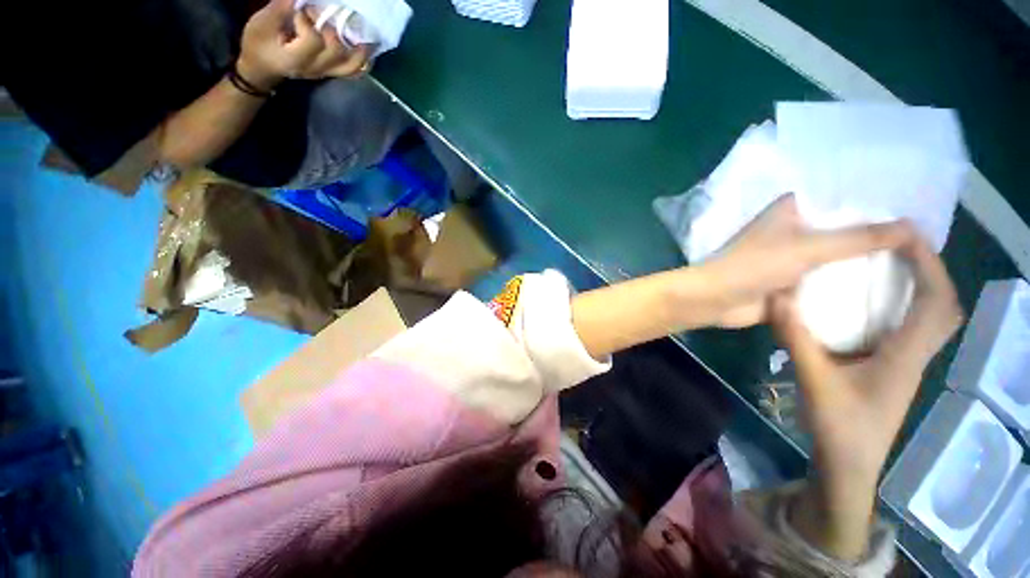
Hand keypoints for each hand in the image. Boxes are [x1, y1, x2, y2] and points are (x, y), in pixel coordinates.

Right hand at [237, 0, 372, 90]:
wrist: (263, 70)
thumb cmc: (259, 45)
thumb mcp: (261, 25)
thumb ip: (279, 10)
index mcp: (296, 58)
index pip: (314, 40)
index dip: (308, 22)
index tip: (299, 13)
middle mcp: (316, 68)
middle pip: (336, 51)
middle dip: (331, 29)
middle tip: (322, 15)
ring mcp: (327, 72)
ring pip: (351, 65)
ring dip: (360, 50)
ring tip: (367, 35)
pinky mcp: (331, 72)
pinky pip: (353, 72)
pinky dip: (363, 62)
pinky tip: (367, 49)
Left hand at [701, 195, 915, 327]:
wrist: (717, 300)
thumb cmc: (754, 265)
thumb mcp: (809, 246)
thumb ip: (859, 237)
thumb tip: (912, 227)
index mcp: (792, 209)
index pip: (843, 197)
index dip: (877, 202)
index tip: (919, 206)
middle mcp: (795, 230)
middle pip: (845, 228)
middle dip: (878, 235)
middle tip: (927, 241)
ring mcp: (794, 257)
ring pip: (840, 256)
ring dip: (868, 262)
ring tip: (919, 264)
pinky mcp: (793, 281)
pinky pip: (830, 279)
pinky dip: (852, 283)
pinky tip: (891, 288)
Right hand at [771, 232, 962, 559]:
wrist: (848, 466)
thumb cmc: (840, 428)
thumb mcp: (814, 381)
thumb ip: (797, 338)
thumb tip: (778, 296)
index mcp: (905, 356)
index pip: (936, 302)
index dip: (929, 264)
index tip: (906, 234)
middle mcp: (915, 355)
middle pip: (944, 306)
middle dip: (931, 270)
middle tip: (902, 245)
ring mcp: (905, 363)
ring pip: (930, 318)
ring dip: (921, 286)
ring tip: (892, 264)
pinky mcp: (890, 368)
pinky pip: (908, 328)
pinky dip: (903, 306)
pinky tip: (874, 302)